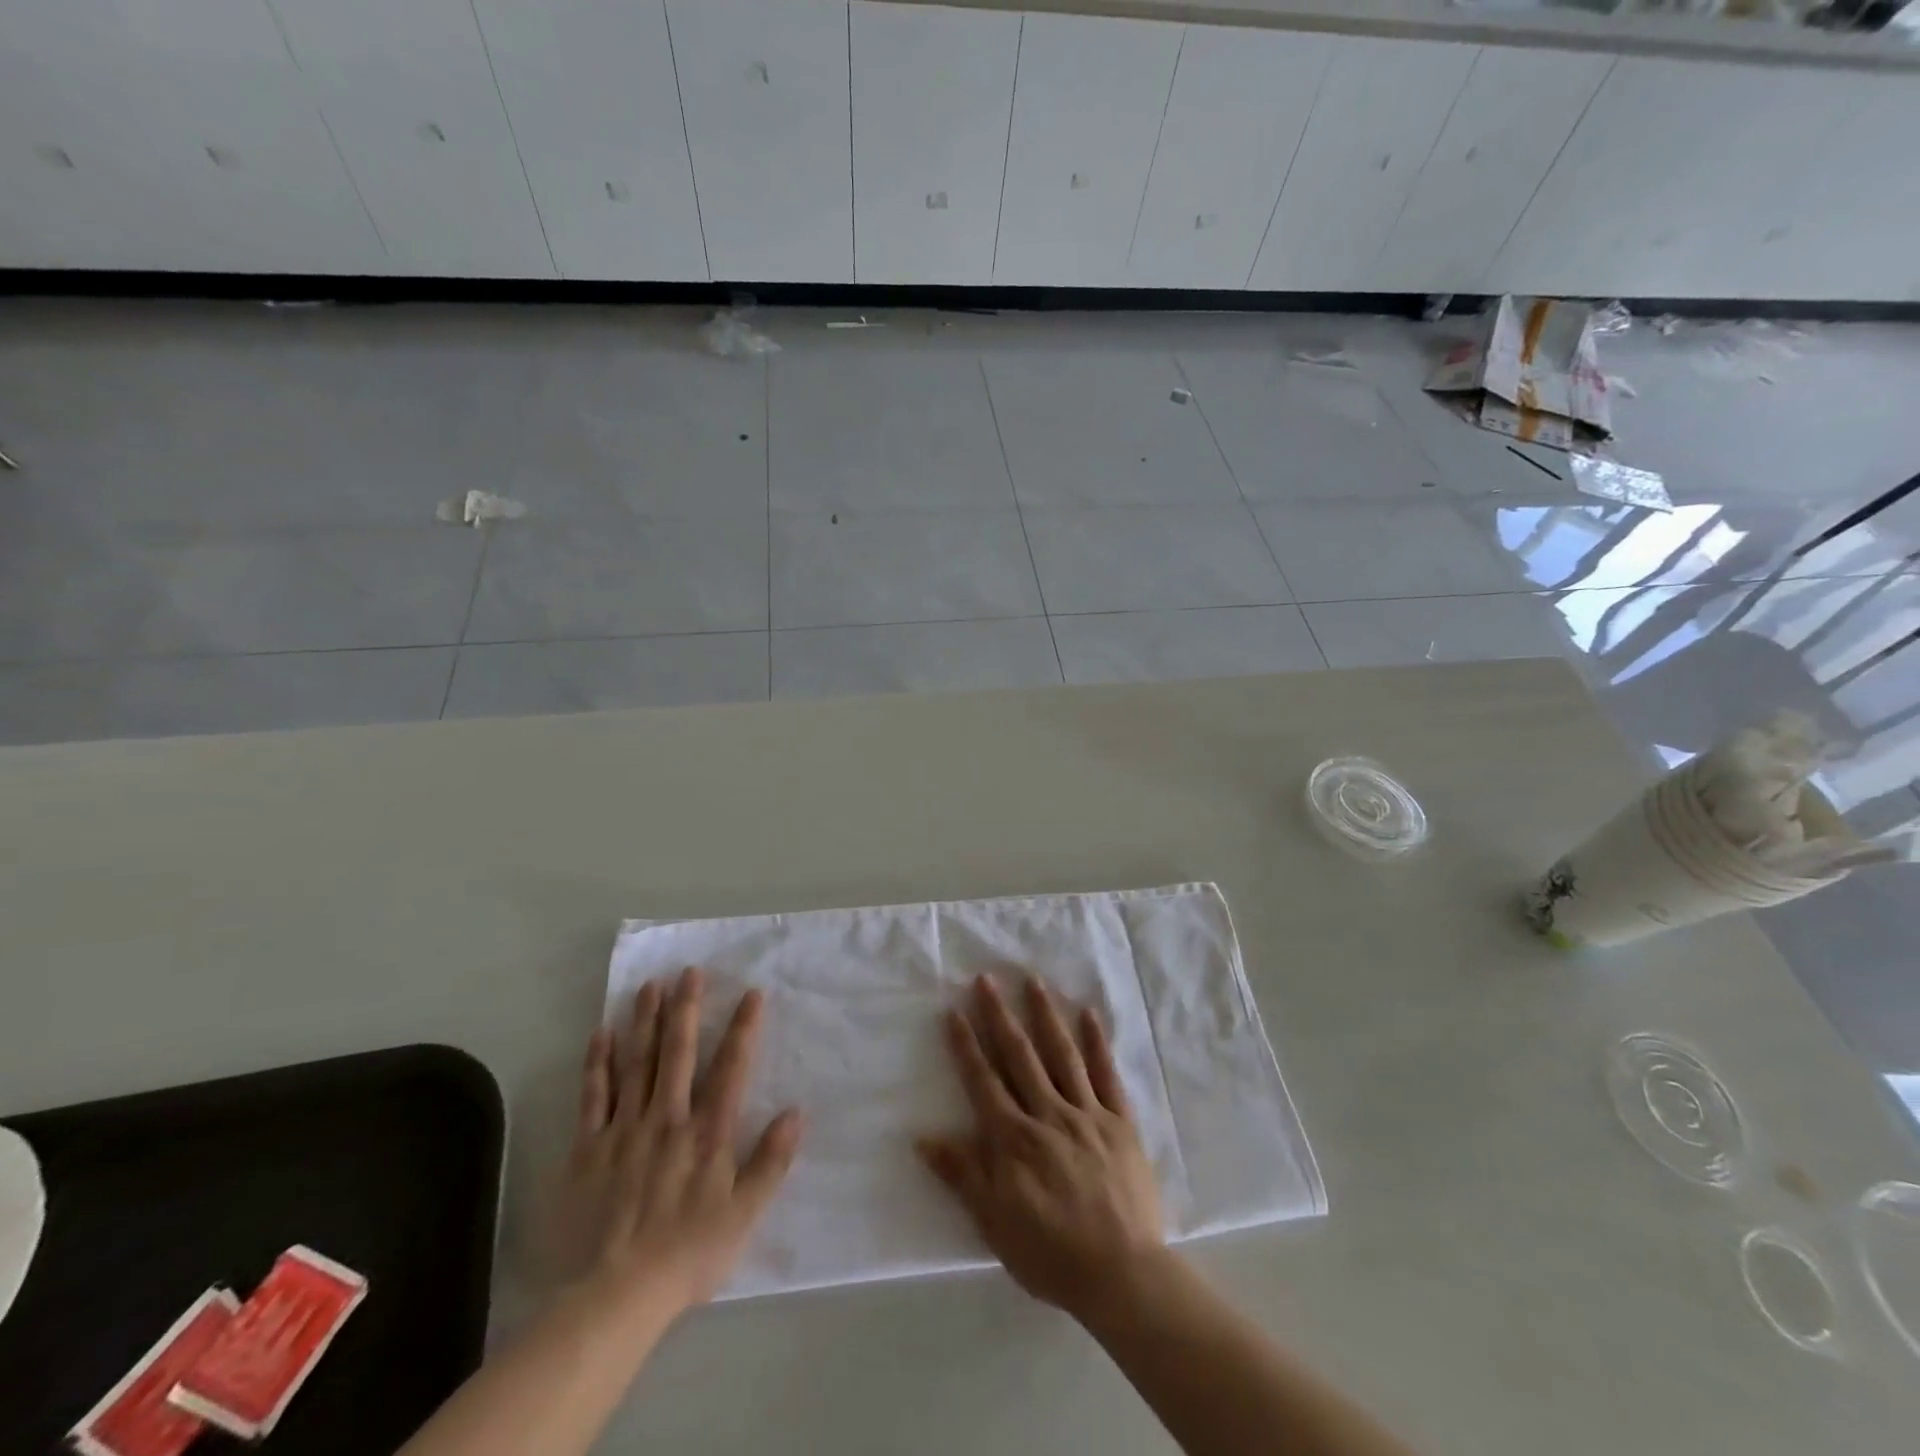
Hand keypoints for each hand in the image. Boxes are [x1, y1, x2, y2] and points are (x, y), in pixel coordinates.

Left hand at [549, 966, 803, 1319]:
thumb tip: (797, 1112)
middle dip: (686, 1009)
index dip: (743, 1028)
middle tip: (689, 971)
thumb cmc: (688, 1255)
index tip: (751, 992)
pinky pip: (593, 1097)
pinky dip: (597, 1063)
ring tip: (650, 986)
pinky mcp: (588, 1149)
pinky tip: (601, 1034)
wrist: (614, 1297)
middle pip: (678, 1052)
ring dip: (645, 1022)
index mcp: (707, 1132)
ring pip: (637, 1063)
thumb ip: (772, 1161)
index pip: (730, 1067)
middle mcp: (668, 1118)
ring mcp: (625, 1130)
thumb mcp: (745, 1214)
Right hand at [917, 975, 1164, 1318]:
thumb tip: (922, 1138)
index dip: (966, 1045)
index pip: (983, 1081)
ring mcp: (1087, 1113)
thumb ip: (962, 1175)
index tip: (954, 1011)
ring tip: (1033, 980)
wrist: (1124, 1275)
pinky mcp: (1120, 1122)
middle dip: (1000, 1015)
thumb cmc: (1051, 1254)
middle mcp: (1047, 1114)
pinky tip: (1090, 1014)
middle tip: (987, 978)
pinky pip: (1107, 1074)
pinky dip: (1098, 1042)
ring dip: (1045, 1014)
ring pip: (1062, 1054)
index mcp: (1014, 1139)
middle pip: (1019, 1056)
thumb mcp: (994, 1224)